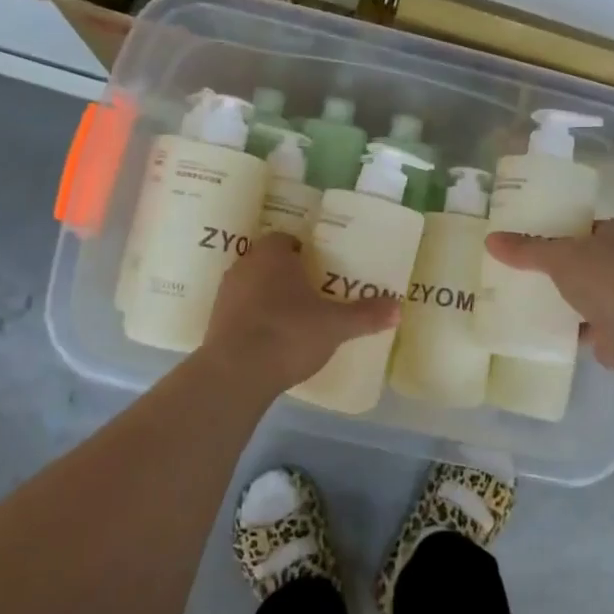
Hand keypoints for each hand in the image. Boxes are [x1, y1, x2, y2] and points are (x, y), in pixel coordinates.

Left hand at [199, 232, 399, 389]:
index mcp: (272, 254)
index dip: (305, 252)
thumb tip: (398, 307)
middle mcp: (245, 265)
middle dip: (288, 275)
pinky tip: (271, 339)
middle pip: (269, 262)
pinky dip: (254, 319)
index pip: (287, 240)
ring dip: (269, 297)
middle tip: (313, 293)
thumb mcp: (335, 325)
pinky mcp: (215, 321)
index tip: (321, 270)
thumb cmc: (289, 333)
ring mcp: (226, 294)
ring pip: (252, 286)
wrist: (236, 373)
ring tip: (294, 318)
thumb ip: (365, 314)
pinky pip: (240, 311)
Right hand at [484, 217, 613, 378]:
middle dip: (561, 265)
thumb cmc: (606, 278)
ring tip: (528, 294)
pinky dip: (570, 323)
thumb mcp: (558, 256)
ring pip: (589, 290)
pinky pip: (589, 320)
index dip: (561, 230)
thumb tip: (490, 240)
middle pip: (587, 258)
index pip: (587, 226)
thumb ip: (526, 249)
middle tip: (525, 267)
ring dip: (566, 295)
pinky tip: (542, 323)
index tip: (533, 238)